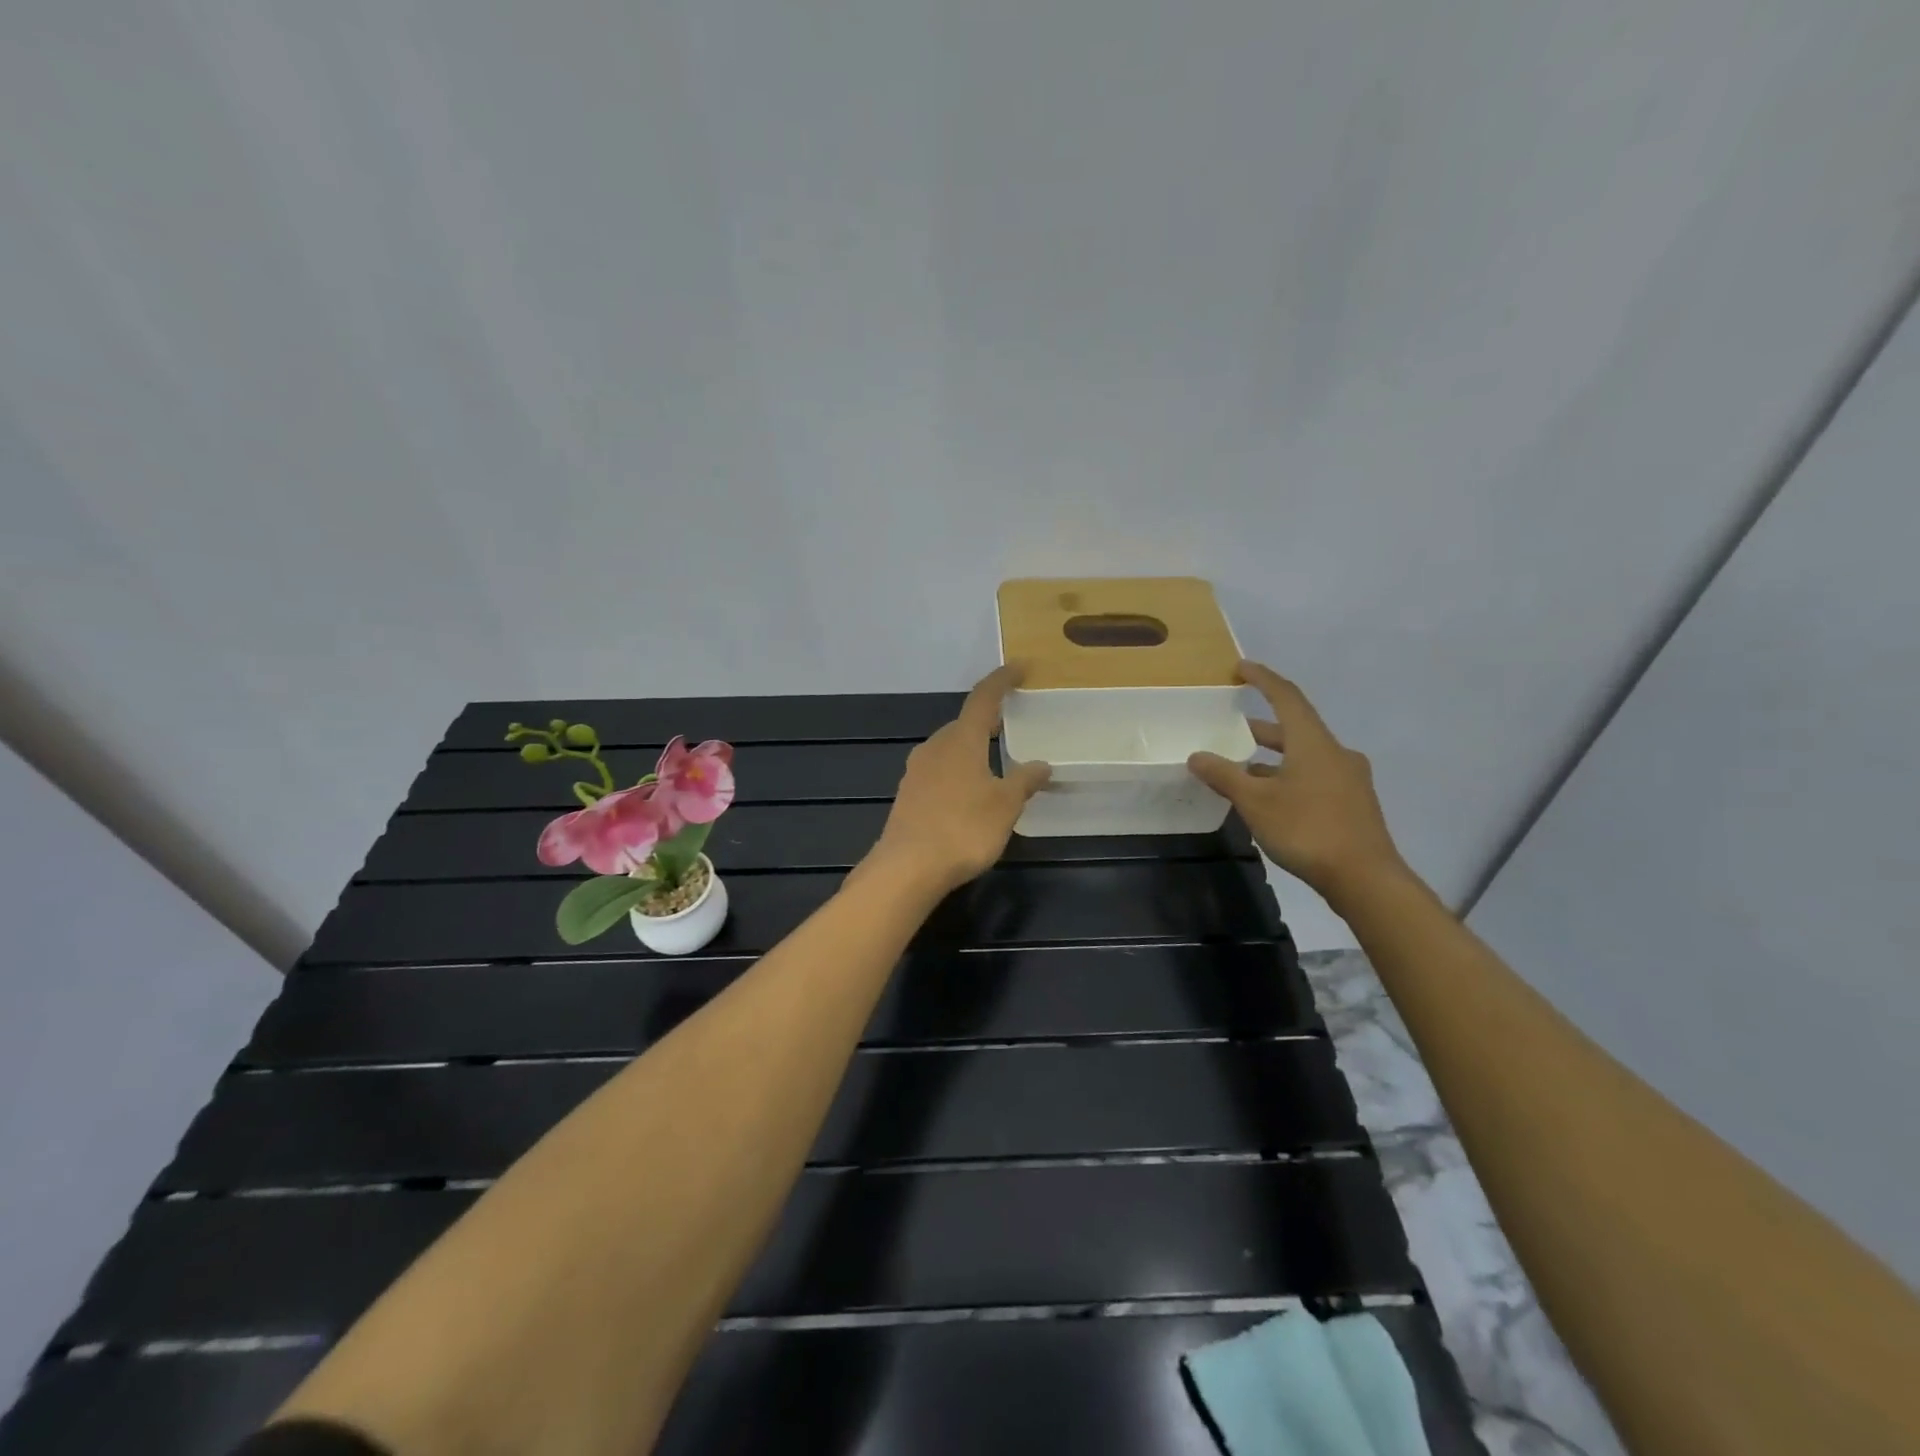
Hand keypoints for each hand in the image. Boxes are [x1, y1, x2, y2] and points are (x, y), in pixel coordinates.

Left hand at [866, 666, 1051, 896]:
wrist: (907, 868)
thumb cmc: (963, 828)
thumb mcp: (1005, 805)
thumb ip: (1024, 781)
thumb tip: (1041, 765)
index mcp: (961, 740)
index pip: (984, 698)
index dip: (1002, 680)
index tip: (1019, 667)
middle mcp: (935, 747)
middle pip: (963, 723)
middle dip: (987, 720)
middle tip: (1010, 722)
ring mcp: (916, 771)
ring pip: (949, 748)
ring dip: (971, 747)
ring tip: (994, 759)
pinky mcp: (908, 795)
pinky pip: (938, 771)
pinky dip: (958, 770)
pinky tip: (968, 792)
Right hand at [1187, 661, 1406, 904]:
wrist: (1365, 878)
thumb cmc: (1307, 829)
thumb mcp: (1256, 802)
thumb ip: (1225, 775)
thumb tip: (1197, 756)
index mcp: (1313, 742)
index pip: (1286, 697)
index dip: (1263, 679)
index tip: (1242, 668)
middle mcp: (1335, 753)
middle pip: (1295, 728)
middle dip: (1261, 727)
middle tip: (1231, 727)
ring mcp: (1348, 779)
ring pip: (1304, 756)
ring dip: (1273, 757)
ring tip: (1242, 768)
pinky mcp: (1352, 803)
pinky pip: (1314, 777)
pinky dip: (1288, 777)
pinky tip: (1269, 798)